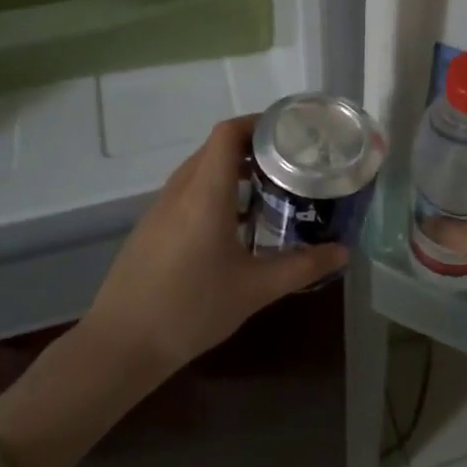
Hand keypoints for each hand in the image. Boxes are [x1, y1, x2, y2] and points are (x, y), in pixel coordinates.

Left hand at [80, 115, 349, 374]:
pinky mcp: (150, 228)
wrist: (122, 344)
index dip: (257, 123)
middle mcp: (180, 190)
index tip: (289, 133)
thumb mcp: (255, 289)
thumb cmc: (192, 309)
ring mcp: (160, 208)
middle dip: (252, 147)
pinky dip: (213, 191)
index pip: (227, 133)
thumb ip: (302, 267)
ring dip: (230, 170)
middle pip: (215, 148)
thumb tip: (344, 251)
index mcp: (205, 193)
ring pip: (199, 170)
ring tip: (267, 190)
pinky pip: (186, 192)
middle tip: (289, 163)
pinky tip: (233, 226)